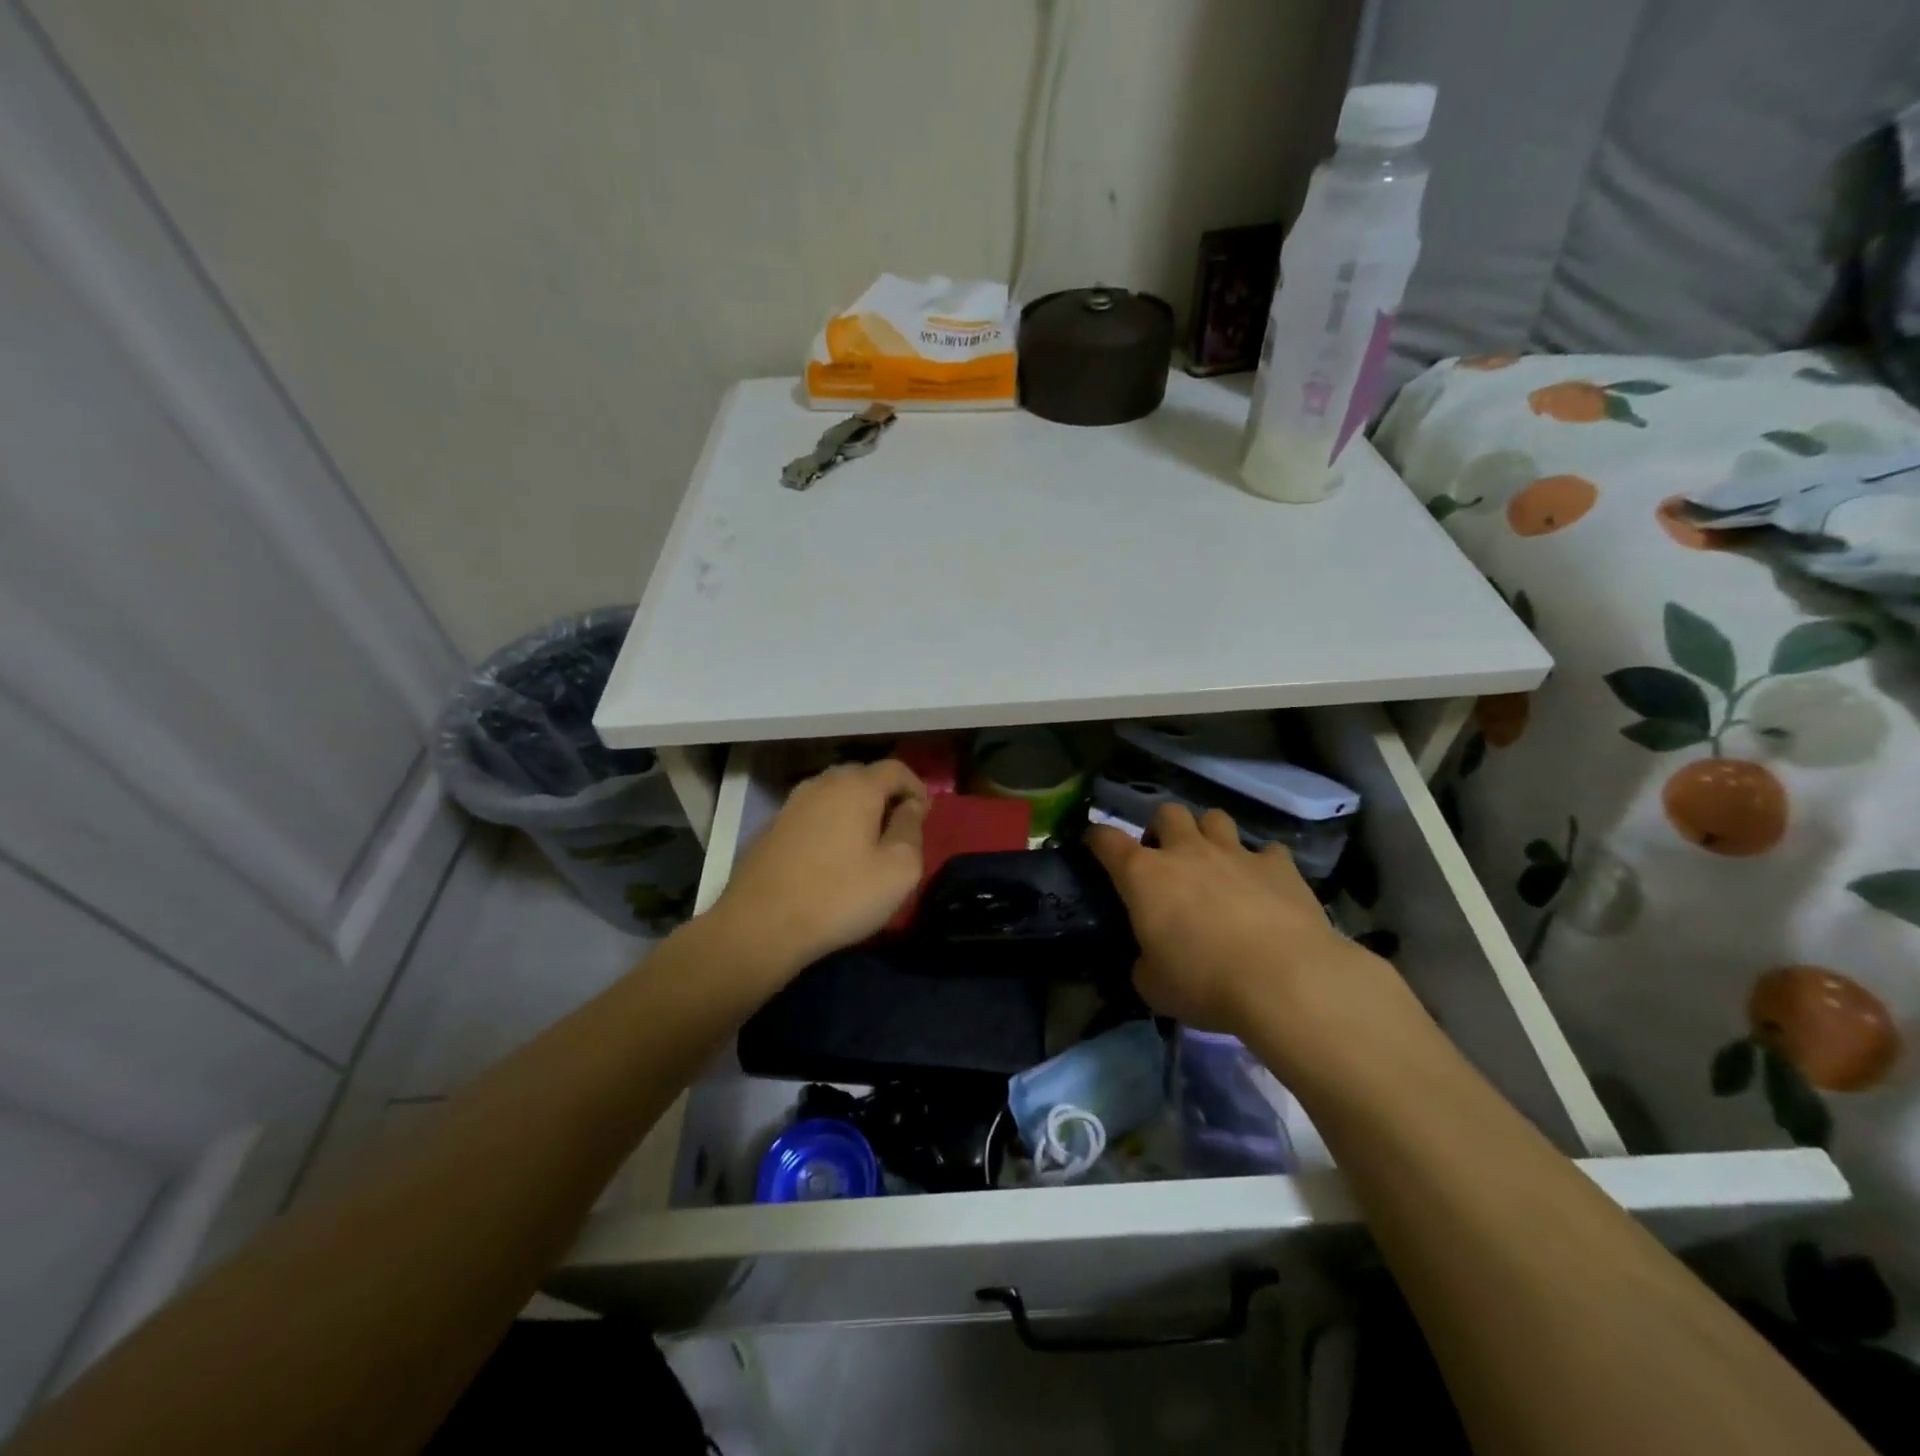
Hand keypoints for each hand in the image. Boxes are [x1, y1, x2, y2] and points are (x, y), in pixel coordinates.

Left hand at [709, 759, 928, 981]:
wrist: (759, 926)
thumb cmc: (840, 896)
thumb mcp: (898, 870)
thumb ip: (911, 829)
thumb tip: (911, 806)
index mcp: (856, 786)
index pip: (897, 769)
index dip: (917, 788)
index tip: (924, 818)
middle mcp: (822, 784)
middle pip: (863, 778)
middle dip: (886, 798)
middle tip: (897, 832)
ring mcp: (791, 805)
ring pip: (834, 796)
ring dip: (855, 813)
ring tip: (865, 846)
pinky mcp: (771, 829)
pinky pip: (812, 816)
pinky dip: (829, 827)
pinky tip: (830, 860)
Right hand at [1088, 802, 1348, 1033]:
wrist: (1285, 980)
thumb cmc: (1203, 982)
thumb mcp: (1153, 985)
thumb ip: (1144, 962)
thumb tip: (1150, 958)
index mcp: (1144, 876)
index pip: (1107, 840)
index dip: (1097, 838)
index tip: (1094, 844)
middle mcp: (1186, 852)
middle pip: (1167, 813)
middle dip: (1163, 829)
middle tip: (1167, 859)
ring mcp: (1235, 853)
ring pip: (1215, 818)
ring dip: (1209, 835)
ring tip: (1214, 862)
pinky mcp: (1279, 866)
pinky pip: (1267, 851)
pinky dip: (1262, 864)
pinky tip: (1265, 886)